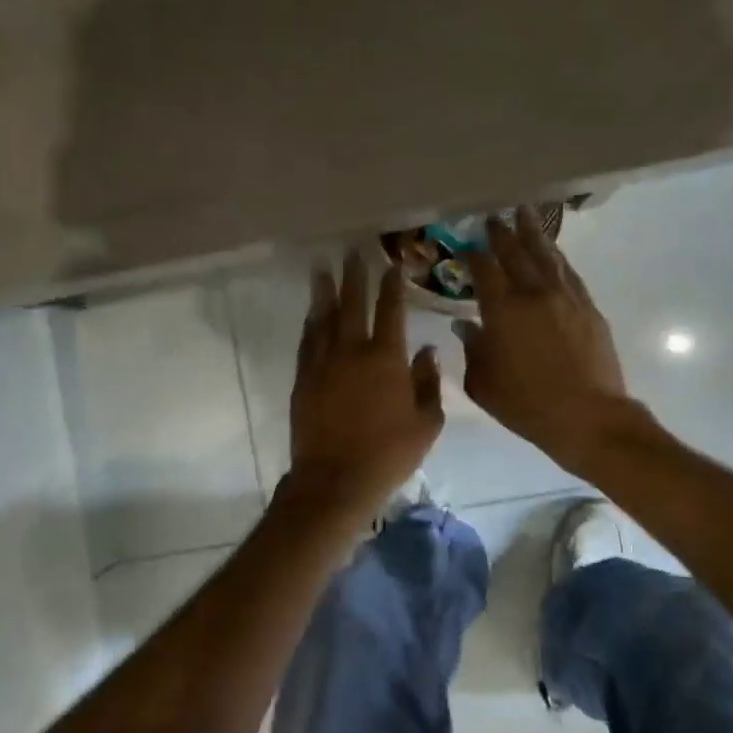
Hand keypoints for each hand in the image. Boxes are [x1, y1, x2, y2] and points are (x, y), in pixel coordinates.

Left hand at [285, 253, 444, 521]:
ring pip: (324, 318)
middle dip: (354, 276)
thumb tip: (427, 351)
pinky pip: (307, 342)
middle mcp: (353, 351)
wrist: (336, 479)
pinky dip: (311, 324)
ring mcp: (323, 363)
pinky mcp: (303, 379)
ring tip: (322, 270)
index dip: (392, 285)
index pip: (391, 310)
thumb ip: (429, 382)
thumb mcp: (426, 423)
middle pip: (353, 304)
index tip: (392, 264)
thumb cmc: (389, 454)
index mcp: (387, 358)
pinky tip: (312, 314)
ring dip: (325, 292)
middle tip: (351, 253)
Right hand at [455, 207, 630, 474]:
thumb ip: (472, 349)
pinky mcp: (588, 307)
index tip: (466, 245)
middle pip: (516, 253)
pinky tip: (552, 251)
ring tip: (524, 214)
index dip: (473, 254)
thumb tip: (466, 325)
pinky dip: (557, 257)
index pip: (484, 269)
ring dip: (533, 233)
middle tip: (493, 217)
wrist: (587, 416)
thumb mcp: (483, 384)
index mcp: (502, 310)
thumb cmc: (526, 405)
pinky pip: (568, 272)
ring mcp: (565, 297)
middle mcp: (534, 293)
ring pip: (546, 255)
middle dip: (502, 233)